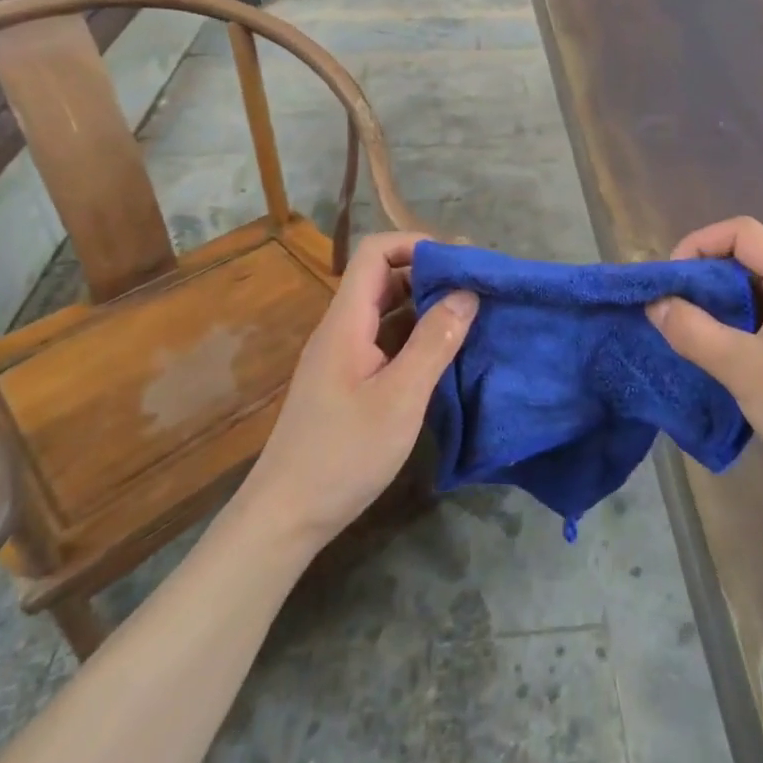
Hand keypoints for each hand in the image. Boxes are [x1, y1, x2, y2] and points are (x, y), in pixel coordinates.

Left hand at [241, 232, 476, 552]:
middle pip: (382, 278)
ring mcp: (344, 356)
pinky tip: (446, 351)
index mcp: (346, 322)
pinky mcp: (349, 381)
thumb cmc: (343, 454)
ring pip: (386, 310)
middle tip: (476, 285)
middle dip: (429, 272)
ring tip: (470, 313)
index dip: (416, 244)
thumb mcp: (400, 398)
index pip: (374, 254)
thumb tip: (467, 292)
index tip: (460, 260)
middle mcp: (342, 329)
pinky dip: (417, 334)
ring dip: (426, 304)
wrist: (285, 517)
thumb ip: (434, 342)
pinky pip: (386, 340)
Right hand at [648, 217, 762, 511]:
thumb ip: (692, 331)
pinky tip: (724, 349)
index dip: (698, 245)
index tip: (671, 282)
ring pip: (760, 286)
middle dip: (706, 275)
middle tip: (674, 308)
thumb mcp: (743, 370)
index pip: (742, 232)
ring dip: (722, 301)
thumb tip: (654, 304)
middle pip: (750, 256)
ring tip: (692, 329)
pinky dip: (743, 320)